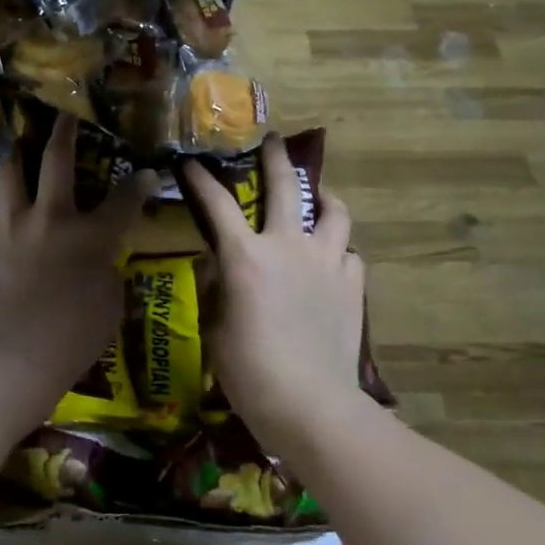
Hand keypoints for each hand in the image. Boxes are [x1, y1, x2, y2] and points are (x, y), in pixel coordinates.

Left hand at [0, 115, 156, 402]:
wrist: (10, 357)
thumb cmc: (72, 338)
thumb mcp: (109, 306)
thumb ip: (107, 271)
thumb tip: (101, 258)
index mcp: (90, 235)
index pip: (124, 199)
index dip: (139, 184)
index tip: (147, 173)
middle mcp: (49, 218)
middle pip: (57, 160)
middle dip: (64, 131)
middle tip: (65, 116)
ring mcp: (8, 226)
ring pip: (10, 174)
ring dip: (17, 157)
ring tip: (19, 149)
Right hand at [184, 135, 366, 437]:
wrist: (310, 403)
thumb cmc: (249, 371)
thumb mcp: (215, 328)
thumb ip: (217, 290)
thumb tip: (219, 270)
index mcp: (246, 257)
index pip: (218, 205)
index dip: (202, 181)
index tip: (192, 162)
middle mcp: (289, 247)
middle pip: (286, 188)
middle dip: (276, 158)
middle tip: (274, 141)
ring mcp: (327, 264)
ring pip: (334, 213)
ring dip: (324, 199)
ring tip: (320, 197)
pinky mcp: (352, 286)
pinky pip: (350, 254)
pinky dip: (339, 250)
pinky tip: (332, 260)